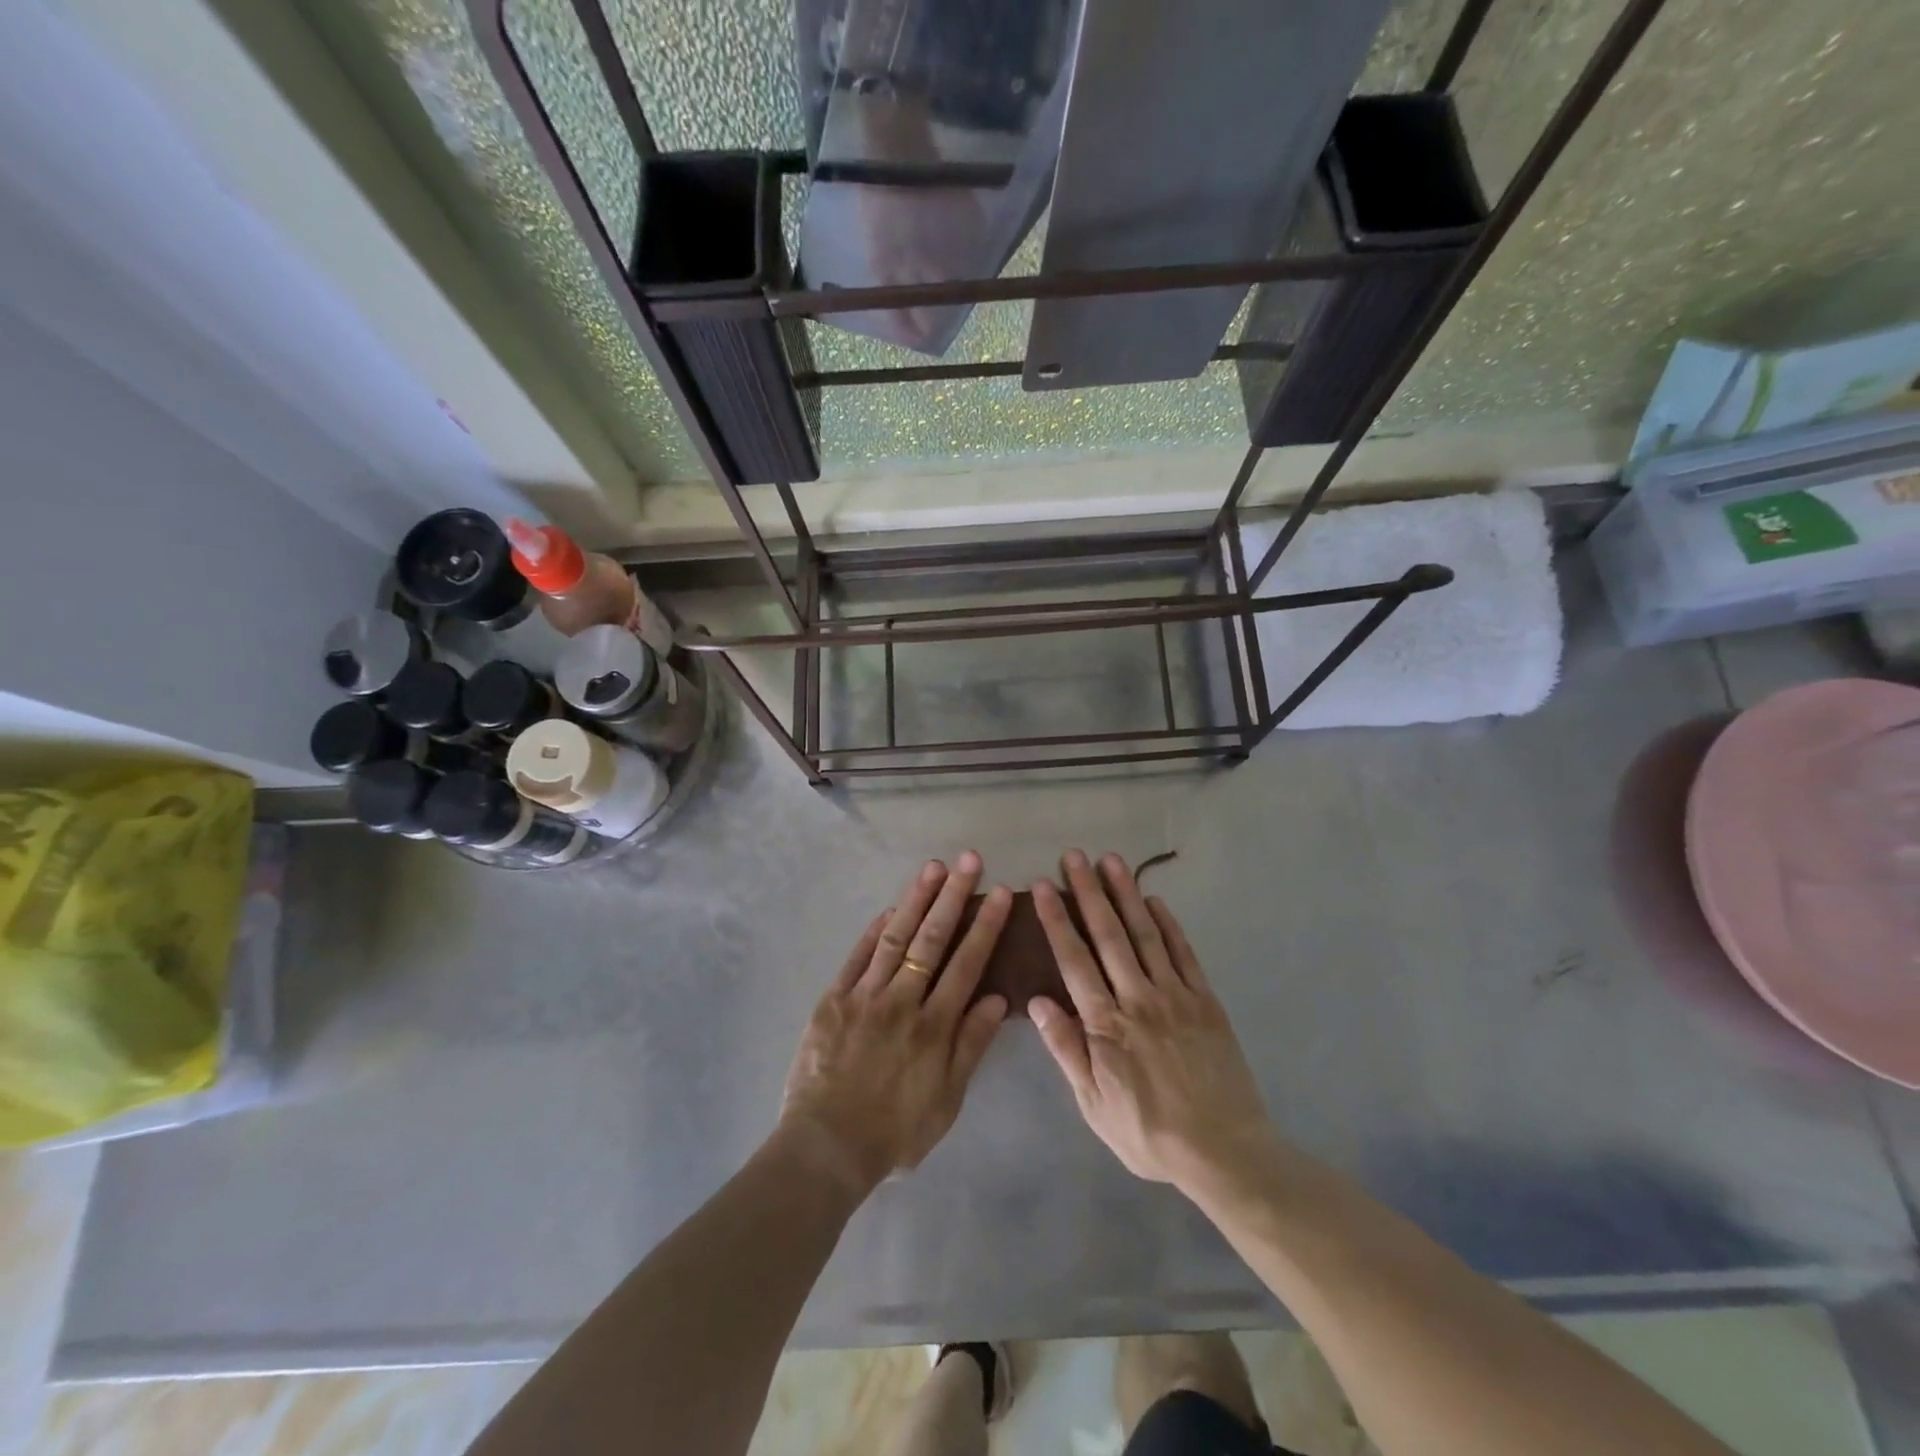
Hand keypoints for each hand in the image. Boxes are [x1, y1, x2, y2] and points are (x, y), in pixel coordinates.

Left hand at [780, 852, 1011, 1194]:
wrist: (826, 1146)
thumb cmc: (895, 1131)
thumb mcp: (947, 1100)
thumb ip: (971, 1046)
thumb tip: (998, 999)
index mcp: (934, 1026)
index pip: (966, 963)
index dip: (984, 925)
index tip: (999, 892)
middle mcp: (902, 1001)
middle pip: (932, 939)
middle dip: (953, 896)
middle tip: (969, 860)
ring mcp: (865, 996)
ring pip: (896, 937)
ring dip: (916, 899)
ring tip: (934, 867)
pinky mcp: (834, 999)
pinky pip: (857, 957)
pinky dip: (875, 930)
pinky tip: (889, 907)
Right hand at [1029, 850, 1276, 1193]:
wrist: (1225, 1151)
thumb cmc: (1149, 1132)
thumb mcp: (1094, 1105)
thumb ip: (1067, 1050)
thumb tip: (1038, 1001)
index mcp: (1106, 1025)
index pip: (1074, 960)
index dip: (1057, 919)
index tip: (1045, 885)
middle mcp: (1138, 998)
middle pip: (1108, 935)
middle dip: (1088, 892)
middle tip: (1074, 855)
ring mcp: (1175, 995)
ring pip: (1145, 934)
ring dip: (1126, 895)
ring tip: (1111, 861)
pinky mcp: (1205, 1000)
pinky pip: (1184, 953)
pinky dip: (1168, 924)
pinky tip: (1154, 900)